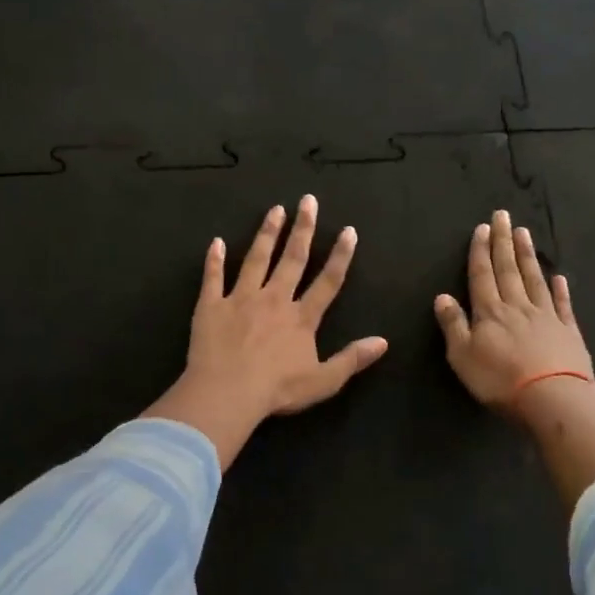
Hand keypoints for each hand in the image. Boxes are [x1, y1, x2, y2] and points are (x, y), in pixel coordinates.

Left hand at [145, 196, 387, 466]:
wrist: (227, 393)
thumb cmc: (277, 390)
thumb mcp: (323, 381)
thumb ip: (352, 359)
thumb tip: (383, 342)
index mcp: (301, 318)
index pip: (327, 281)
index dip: (341, 256)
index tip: (348, 230)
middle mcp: (274, 300)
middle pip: (292, 259)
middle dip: (303, 229)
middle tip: (308, 201)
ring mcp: (240, 299)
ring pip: (256, 260)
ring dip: (267, 233)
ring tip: (275, 210)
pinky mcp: (211, 306)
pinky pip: (213, 278)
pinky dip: (214, 260)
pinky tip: (216, 242)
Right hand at [434, 209, 593, 414]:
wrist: (553, 398)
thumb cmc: (500, 380)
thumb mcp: (463, 356)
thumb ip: (453, 325)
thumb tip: (442, 296)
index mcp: (490, 312)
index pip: (482, 275)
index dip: (480, 251)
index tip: (482, 228)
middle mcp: (517, 306)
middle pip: (508, 269)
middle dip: (503, 242)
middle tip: (503, 216)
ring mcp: (546, 317)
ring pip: (534, 279)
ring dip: (528, 255)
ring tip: (524, 233)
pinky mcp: (568, 332)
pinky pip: (562, 304)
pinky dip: (560, 289)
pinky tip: (558, 276)